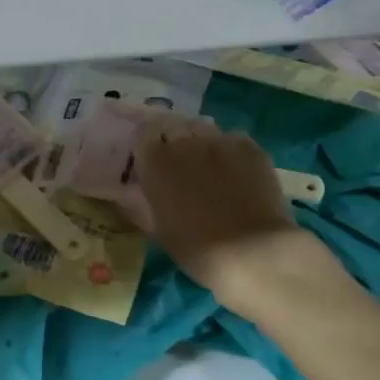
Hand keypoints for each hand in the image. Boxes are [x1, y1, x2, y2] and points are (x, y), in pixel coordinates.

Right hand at [132, 122, 333, 316]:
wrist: (253, 253)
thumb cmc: (197, 249)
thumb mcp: (158, 230)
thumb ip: (139, 205)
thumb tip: (125, 194)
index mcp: (156, 161)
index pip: (144, 132)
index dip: (147, 144)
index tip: (150, 160)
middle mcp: (185, 142)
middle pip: (173, 126)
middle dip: (172, 140)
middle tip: (179, 164)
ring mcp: (220, 141)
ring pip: (203, 130)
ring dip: (199, 142)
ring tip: (207, 165)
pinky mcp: (250, 147)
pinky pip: (232, 139)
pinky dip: (228, 150)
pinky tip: (235, 171)